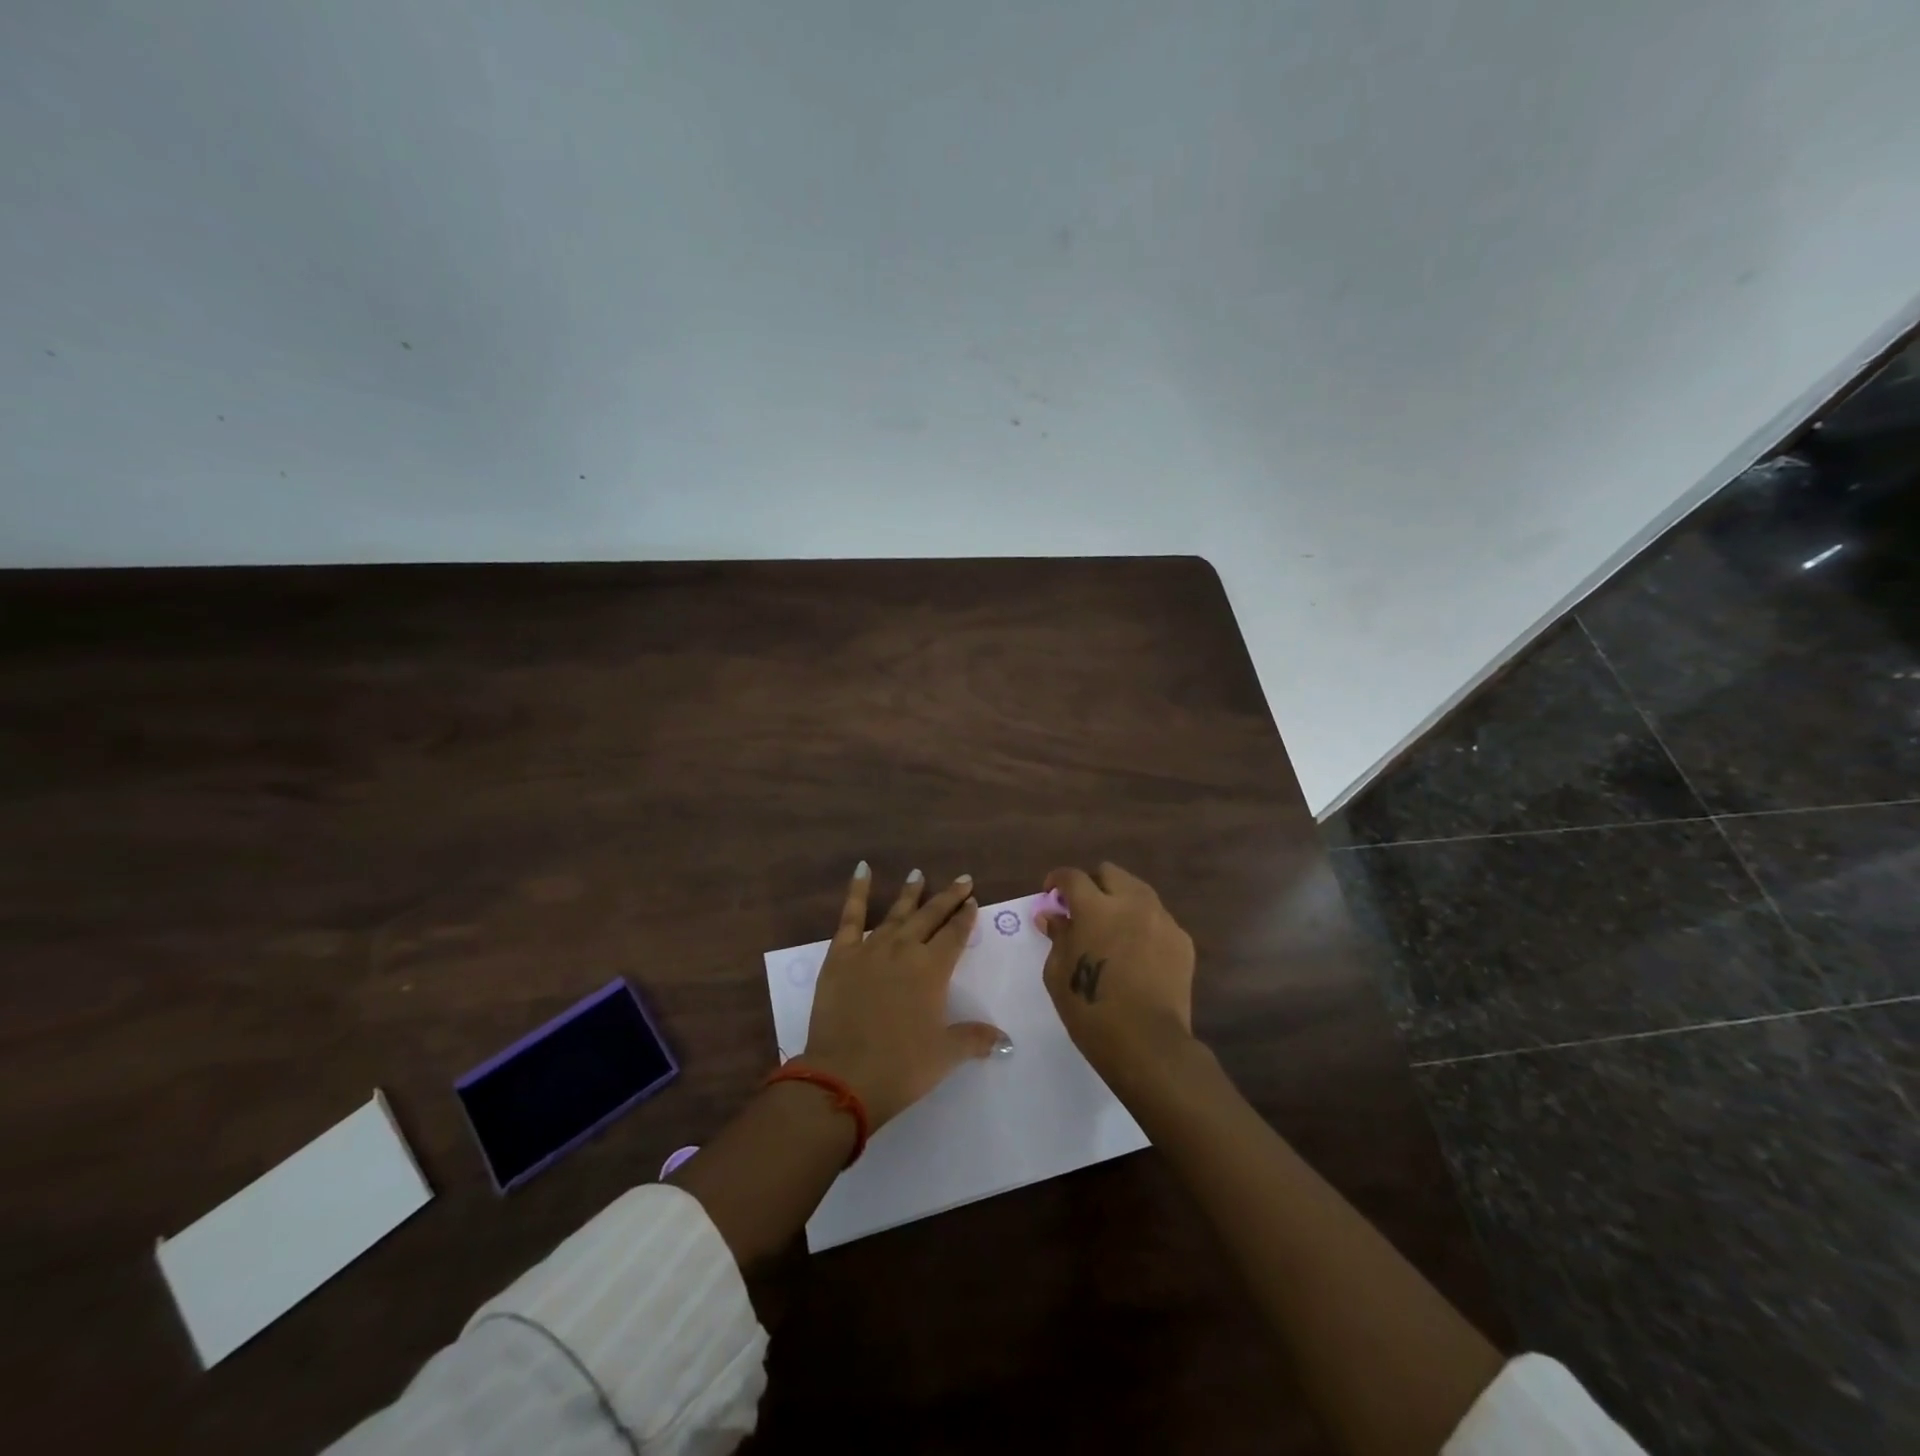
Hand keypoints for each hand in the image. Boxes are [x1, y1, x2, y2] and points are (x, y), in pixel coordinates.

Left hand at [799, 863, 1006, 1129]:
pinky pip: (850, 916)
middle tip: (962, 879)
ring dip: (910, 894)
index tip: (973, 900)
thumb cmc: (900, 1067)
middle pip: (931, 916)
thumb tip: (1006, 1041)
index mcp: (932, 970)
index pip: (955, 935)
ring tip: (919, 874)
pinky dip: (857, 891)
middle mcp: (904, 950)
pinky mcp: (840, 955)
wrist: (843, 1077)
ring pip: (896, 913)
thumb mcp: (944, 1055)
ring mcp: (870, 948)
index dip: (966, 917)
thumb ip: (975, 1039)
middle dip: (948, 897)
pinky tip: (862, 869)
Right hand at [1038, 862, 1195, 1085]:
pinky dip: (1143, 926)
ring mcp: (1161, 920)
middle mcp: (1131, 903)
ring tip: (1113, 928)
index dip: (1057, 880)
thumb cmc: (1091, 1011)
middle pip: (1110, 873)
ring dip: (1120, 901)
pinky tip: (1137, 952)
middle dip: (1093, 884)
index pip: (1073, 877)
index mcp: (1095, 908)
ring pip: (1138, 892)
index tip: (1051, 894)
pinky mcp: (1182, 941)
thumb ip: (1057, 936)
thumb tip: (1051, 915)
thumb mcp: (1059, 974)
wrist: (1148, 1043)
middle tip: (1083, 909)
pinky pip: (1158, 919)